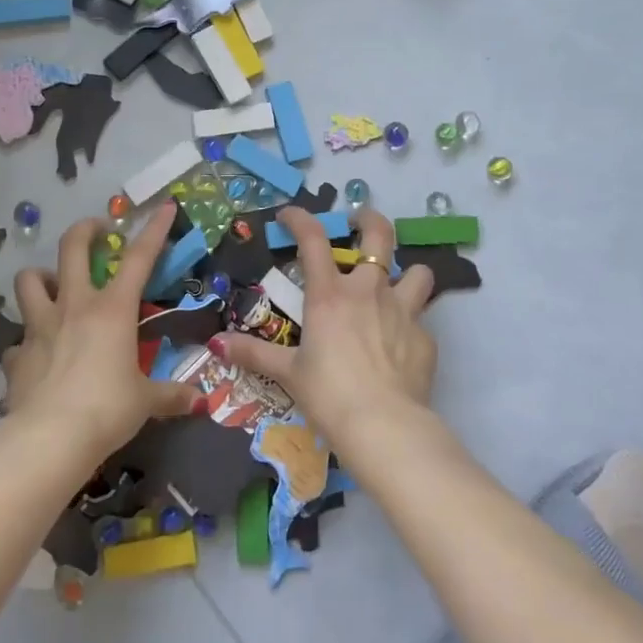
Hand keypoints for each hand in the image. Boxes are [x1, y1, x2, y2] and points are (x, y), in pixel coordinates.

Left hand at [2, 204, 198, 463]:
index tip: (166, 206)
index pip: (139, 258)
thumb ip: (170, 396)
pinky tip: (36, 356)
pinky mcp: (16, 354)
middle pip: (72, 248)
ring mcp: (40, 326)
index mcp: (112, 310)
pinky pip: (18, 339)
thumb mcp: (145, 402)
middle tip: (97, 231)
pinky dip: (27, 342)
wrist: (49, 438)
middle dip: (85, 230)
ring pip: (29, 280)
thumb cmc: (107, 409)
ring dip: (41, 277)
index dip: (155, 229)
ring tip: (52, 286)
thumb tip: (200, 401)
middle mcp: (74, 306)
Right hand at [214, 207, 435, 453]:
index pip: (313, 238)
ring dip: (407, 274)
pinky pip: (420, 320)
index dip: (300, 218)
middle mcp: (369, 291)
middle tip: (360, 221)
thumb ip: (254, 353)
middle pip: (379, 235)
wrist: (384, 427)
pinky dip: (410, 325)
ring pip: (418, 272)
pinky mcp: (425, 338)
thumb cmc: (329, 394)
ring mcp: (403, 311)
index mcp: (330, 294)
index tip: (289, 215)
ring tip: (396, 285)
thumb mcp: (288, 372)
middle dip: (370, 219)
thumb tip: (217, 343)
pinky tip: (400, 345)